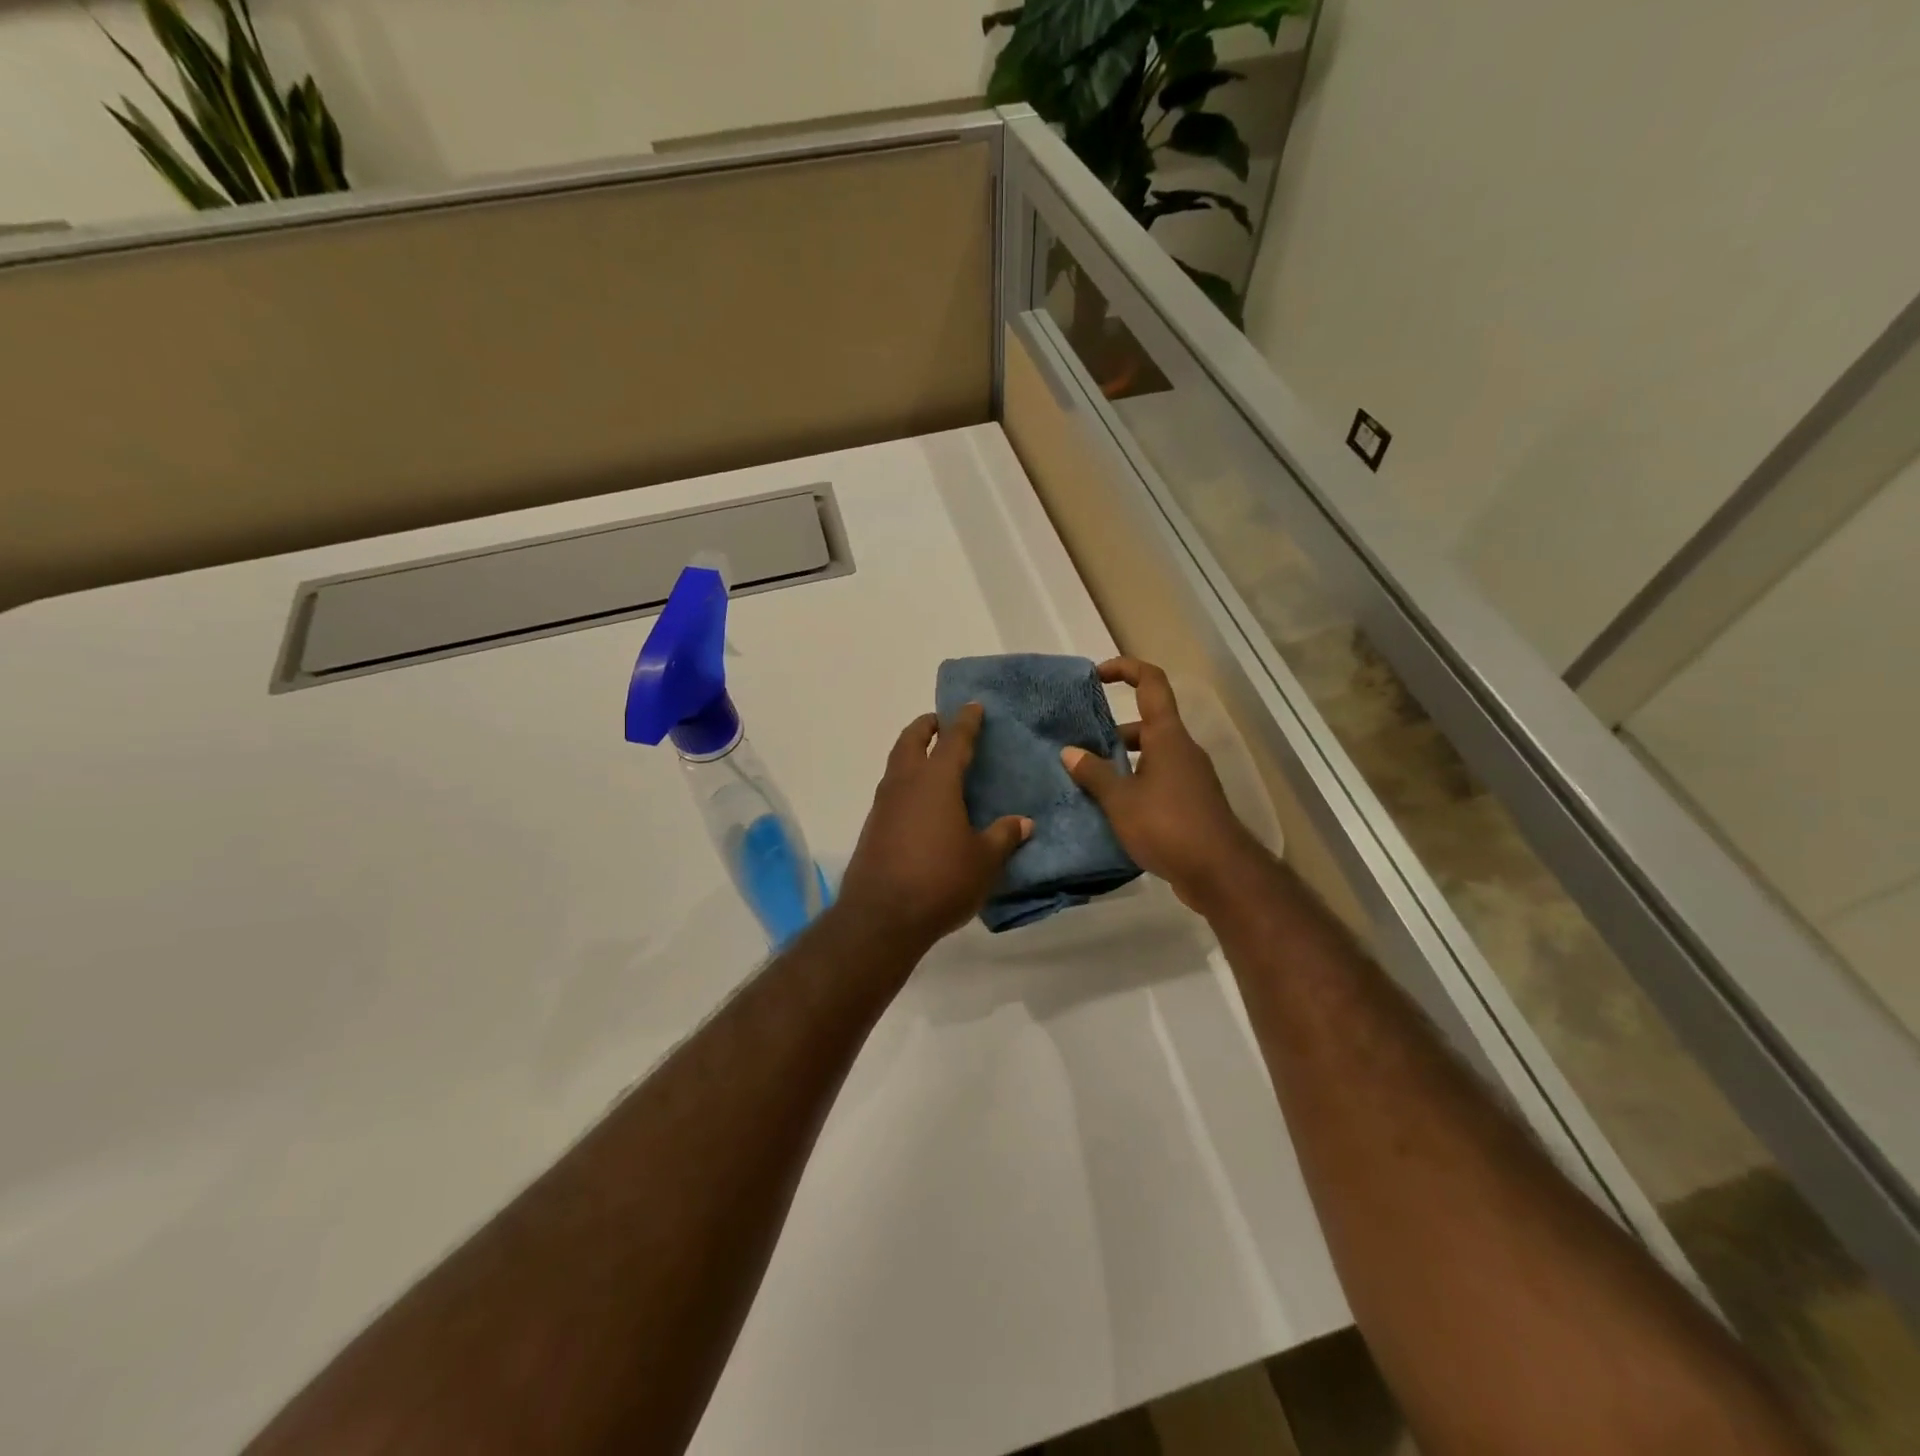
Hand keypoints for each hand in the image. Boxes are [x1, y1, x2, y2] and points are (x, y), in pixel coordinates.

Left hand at [835, 704, 1032, 953]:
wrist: (881, 916)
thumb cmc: (940, 881)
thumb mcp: (984, 861)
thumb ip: (1003, 837)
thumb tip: (1023, 822)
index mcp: (936, 781)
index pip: (954, 740)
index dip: (965, 721)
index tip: (972, 706)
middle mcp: (905, 783)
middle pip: (912, 740)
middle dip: (927, 726)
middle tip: (941, 722)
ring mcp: (884, 805)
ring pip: (897, 764)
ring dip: (912, 752)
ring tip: (931, 759)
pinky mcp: (873, 827)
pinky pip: (891, 790)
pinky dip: (905, 781)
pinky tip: (919, 802)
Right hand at [1060, 657, 1265, 911]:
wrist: (1219, 872)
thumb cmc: (1167, 825)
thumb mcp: (1120, 800)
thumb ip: (1094, 774)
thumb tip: (1069, 752)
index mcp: (1167, 736)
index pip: (1151, 683)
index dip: (1125, 669)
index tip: (1097, 675)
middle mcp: (1182, 750)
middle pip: (1147, 725)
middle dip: (1113, 732)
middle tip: (1080, 750)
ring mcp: (1190, 778)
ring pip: (1151, 757)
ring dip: (1122, 763)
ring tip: (1089, 783)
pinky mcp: (1192, 804)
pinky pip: (1158, 782)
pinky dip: (1135, 786)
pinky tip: (1112, 810)